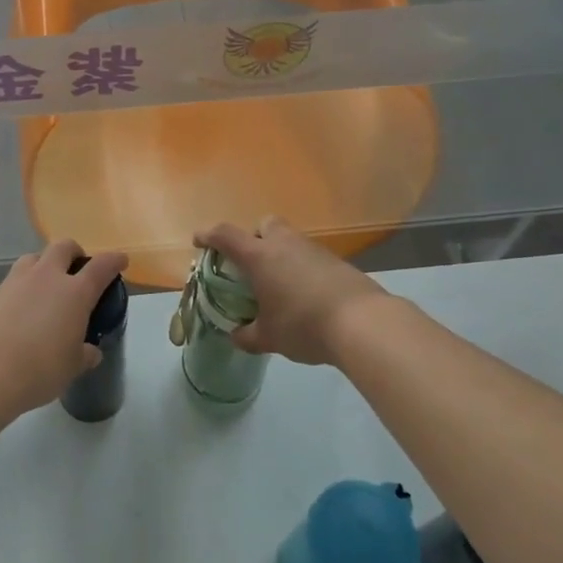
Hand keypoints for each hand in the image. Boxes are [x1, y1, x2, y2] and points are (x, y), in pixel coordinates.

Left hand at [0, 240, 127, 415]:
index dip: (114, 260)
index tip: (121, 260)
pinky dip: (21, 288)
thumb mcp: (71, 368)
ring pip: (34, 257)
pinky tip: (18, 310)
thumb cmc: (38, 370)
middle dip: (74, 252)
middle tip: (77, 270)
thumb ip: (84, 355)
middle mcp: (47, 277)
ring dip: (44, 265)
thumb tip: (90, 351)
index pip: (102, 266)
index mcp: (74, 292)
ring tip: (45, 287)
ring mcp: (16, 281)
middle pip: (64, 247)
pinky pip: (12, 280)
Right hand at [194, 217, 388, 366]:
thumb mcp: (269, 337)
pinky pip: (309, 257)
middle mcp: (284, 244)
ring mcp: (313, 250)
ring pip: (289, 240)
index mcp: (259, 256)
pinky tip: (305, 295)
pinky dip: (302, 269)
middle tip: (251, 264)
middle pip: (264, 225)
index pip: (226, 235)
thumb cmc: (303, 324)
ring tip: (278, 285)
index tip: (199, 241)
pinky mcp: (336, 262)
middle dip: (254, 238)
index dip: (209, 235)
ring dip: (280, 255)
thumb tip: (236, 335)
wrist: (362, 322)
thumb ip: (248, 335)